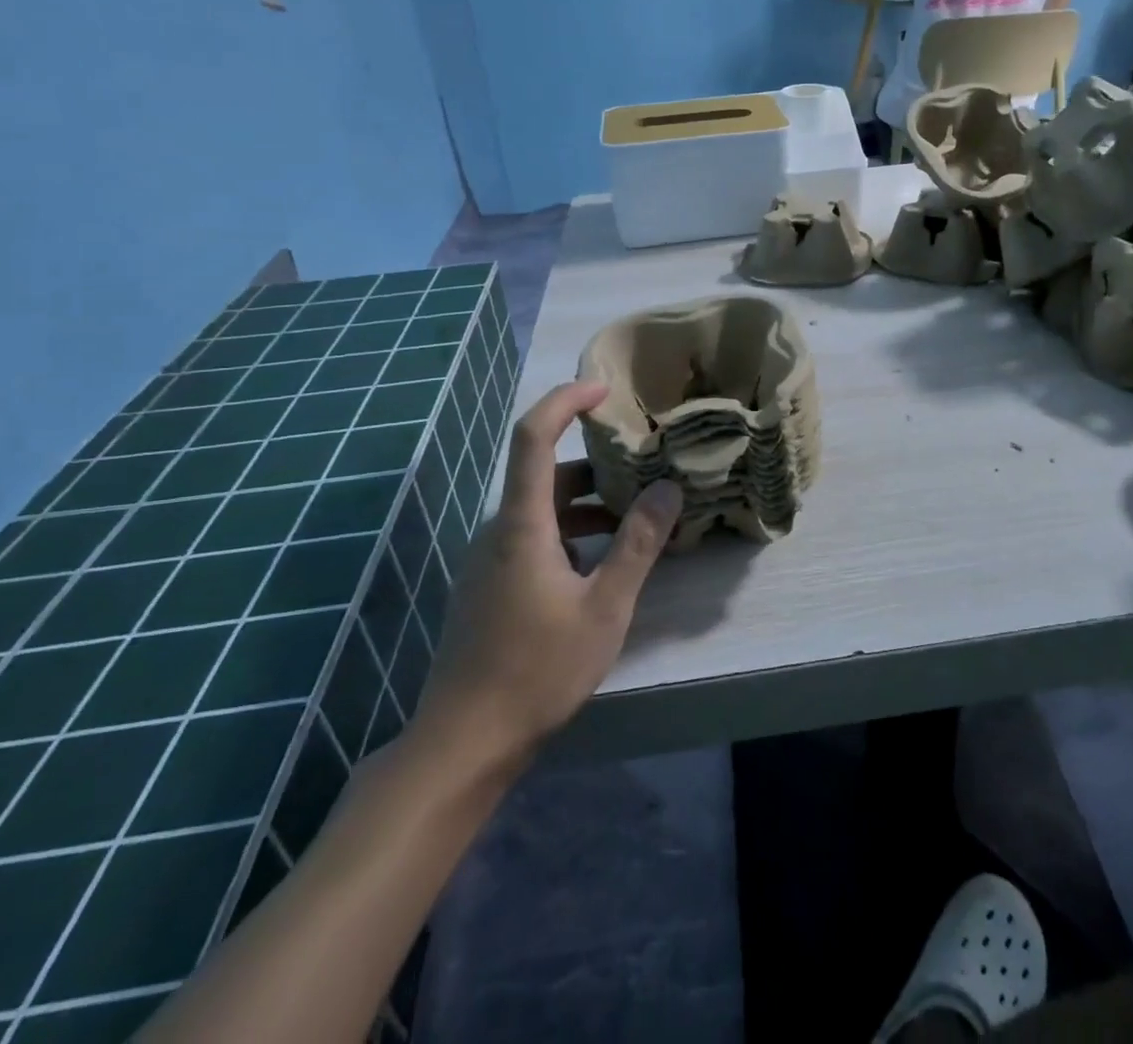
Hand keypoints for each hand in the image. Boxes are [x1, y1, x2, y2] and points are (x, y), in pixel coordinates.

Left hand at [405, 382, 681, 768]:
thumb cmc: (537, 671)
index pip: (533, 436)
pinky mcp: (490, 585)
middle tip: (648, 470)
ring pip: (543, 511)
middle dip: (598, 467)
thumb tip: (668, 488)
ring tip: (639, 521)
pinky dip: (572, 535)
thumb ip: (638, 543)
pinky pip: (534, 539)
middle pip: (547, 475)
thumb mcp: (604, 607)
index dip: (566, 401)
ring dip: (589, 507)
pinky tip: (604, 566)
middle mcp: (499, 530)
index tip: (605, 389)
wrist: (464, 742)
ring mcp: (489, 559)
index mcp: (521, 524)